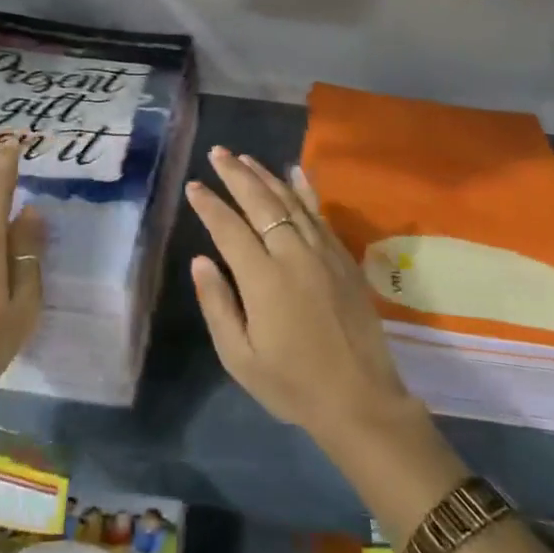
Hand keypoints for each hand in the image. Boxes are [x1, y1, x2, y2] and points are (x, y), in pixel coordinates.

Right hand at [185, 146, 418, 452]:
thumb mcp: (240, 358)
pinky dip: (305, 189)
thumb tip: (201, 260)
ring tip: (245, 157)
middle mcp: (293, 255)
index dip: (209, 204)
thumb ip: (217, 305)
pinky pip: (320, 213)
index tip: (194, 185)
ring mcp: (322, 252)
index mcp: (263, 280)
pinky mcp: (343, 257)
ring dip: (266, 175)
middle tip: (218, 152)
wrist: (360, 399)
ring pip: (290, 200)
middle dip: (236, 174)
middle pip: (261, 202)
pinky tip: (295, 172)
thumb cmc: (293, 383)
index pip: (229, 228)